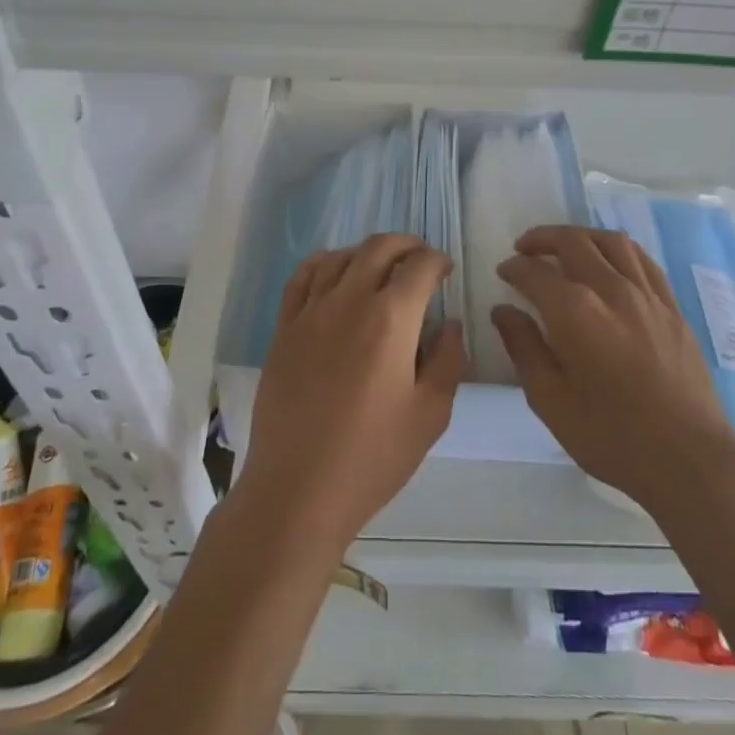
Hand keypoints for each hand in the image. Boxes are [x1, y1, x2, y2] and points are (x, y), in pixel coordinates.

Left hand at [239, 234, 467, 553]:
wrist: (298, 488)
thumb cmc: (373, 456)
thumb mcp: (431, 415)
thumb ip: (448, 360)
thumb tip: (450, 324)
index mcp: (391, 319)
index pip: (420, 267)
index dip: (438, 261)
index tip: (445, 271)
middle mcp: (349, 300)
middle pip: (379, 248)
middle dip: (406, 245)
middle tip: (420, 260)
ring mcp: (311, 311)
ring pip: (341, 257)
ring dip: (367, 252)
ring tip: (381, 267)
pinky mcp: (285, 327)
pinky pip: (302, 277)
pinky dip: (324, 262)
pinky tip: (334, 270)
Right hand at [494, 226, 734, 517]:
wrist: (689, 460)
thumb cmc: (612, 437)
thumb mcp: (551, 401)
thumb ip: (524, 348)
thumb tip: (503, 311)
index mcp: (576, 313)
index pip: (536, 273)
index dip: (515, 268)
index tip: (504, 272)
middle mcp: (611, 291)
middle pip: (573, 242)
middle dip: (542, 239)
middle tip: (524, 250)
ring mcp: (647, 295)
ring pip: (611, 242)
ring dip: (581, 236)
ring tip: (564, 247)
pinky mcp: (672, 307)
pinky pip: (642, 260)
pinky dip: (617, 250)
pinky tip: (609, 262)